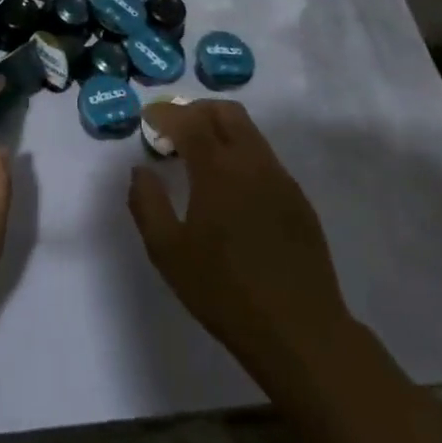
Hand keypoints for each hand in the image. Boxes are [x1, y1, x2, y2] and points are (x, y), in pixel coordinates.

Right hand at [128, 99, 352, 373]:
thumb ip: (147, 204)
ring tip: (200, 157)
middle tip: (175, 129)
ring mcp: (280, 179)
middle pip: (226, 112)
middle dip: (196, 110)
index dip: (166, 112)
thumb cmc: (225, 291)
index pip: (189, 120)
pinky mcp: (298, 199)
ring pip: (249, 132)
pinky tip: (230, 188)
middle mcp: (252, 163)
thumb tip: (140, 171)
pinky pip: (265, 158)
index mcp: (218, 170)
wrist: (300, 331)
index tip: (149, 118)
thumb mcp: (169, 253)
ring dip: (220, 129)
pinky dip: (241, 154)